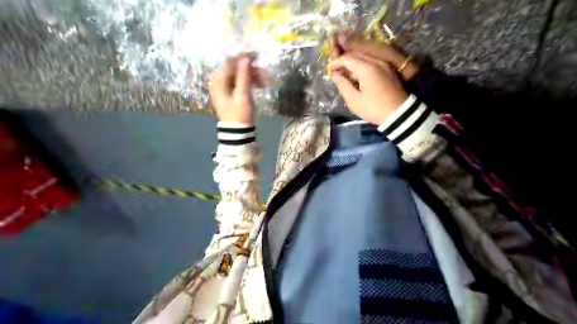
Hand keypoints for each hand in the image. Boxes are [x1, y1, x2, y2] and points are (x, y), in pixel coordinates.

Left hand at [209, 53, 264, 125]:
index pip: (230, 62)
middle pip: (235, 69)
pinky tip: (259, 86)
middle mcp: (219, 83)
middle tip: (264, 74)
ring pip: (239, 77)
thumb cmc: (240, 114)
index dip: (243, 57)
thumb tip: (246, 57)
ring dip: (252, 76)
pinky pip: (240, 84)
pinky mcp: (231, 96)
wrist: (238, 134)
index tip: (257, 56)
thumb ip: (244, 75)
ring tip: (264, 83)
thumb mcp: (243, 94)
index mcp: (219, 82)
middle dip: (250, 69)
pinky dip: (249, 83)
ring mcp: (225, 90)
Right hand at [329, 51, 408, 124]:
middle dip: (345, 60)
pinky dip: (362, 65)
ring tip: (346, 73)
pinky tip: (358, 75)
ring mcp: (384, 64)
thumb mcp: (354, 100)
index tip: (330, 70)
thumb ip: (343, 85)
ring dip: (354, 62)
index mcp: (366, 68)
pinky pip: (372, 61)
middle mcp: (376, 61)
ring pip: (365, 56)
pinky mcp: (389, 69)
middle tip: (337, 70)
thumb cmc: (374, 108)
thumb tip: (336, 75)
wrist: (399, 113)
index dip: (336, 62)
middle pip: (356, 54)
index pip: (347, 58)